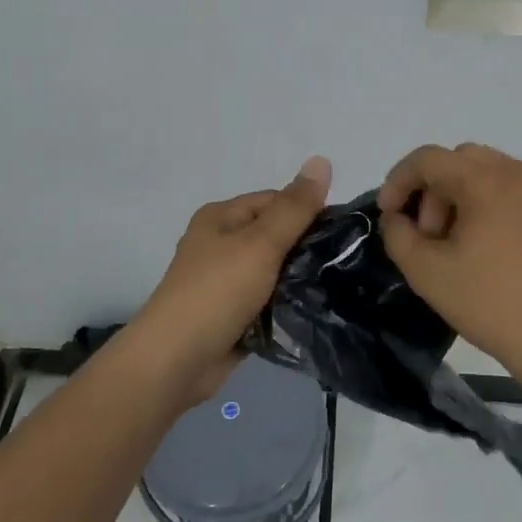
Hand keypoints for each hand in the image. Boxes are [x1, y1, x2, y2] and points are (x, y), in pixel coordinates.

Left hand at [128, 156, 332, 406]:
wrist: (175, 362)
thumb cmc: (216, 292)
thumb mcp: (260, 243)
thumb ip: (294, 207)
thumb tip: (322, 160)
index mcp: (222, 217)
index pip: (276, 201)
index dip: (309, 212)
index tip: (344, 234)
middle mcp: (221, 243)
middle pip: (276, 236)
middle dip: (306, 248)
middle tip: (346, 263)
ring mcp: (225, 281)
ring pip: (274, 271)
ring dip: (299, 280)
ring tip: (338, 287)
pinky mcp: (232, 315)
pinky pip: (268, 301)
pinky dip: (286, 305)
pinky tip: (315, 311)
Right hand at [378, 143, 521, 383]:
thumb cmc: (492, 303)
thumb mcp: (427, 272)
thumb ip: (398, 235)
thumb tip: (397, 218)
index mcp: (489, 180)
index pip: (429, 159)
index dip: (398, 181)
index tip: (388, 214)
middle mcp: (521, 172)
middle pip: (459, 161)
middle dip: (432, 192)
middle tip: (426, 237)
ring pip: (486, 173)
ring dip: (458, 197)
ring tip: (452, 245)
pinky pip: (510, 190)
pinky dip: (486, 205)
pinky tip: (480, 248)